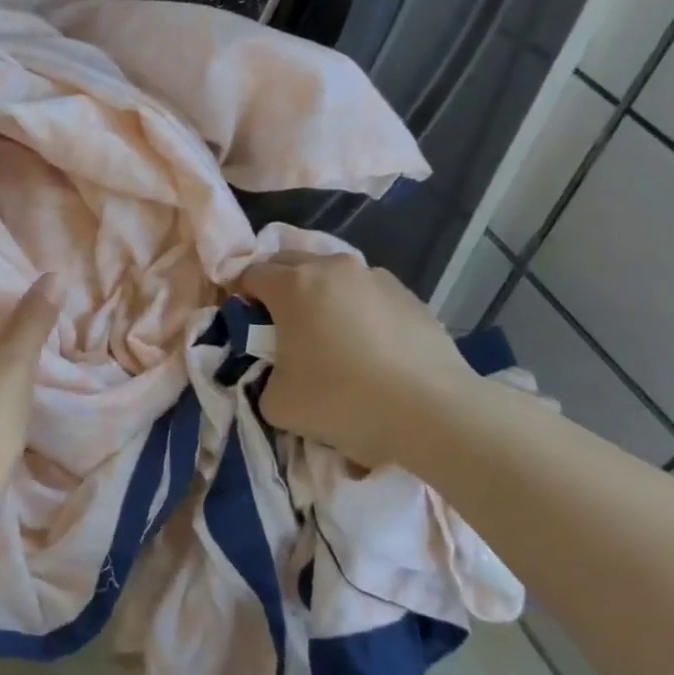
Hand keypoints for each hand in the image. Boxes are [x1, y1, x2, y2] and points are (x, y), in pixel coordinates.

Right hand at [240, 252, 476, 468]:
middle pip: (288, 262)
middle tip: (282, 327)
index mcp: (292, 285)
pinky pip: (367, 293)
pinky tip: (369, 347)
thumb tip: (275, 374)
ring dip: (320, 295)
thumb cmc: (342, 401)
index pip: (250, 275)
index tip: (248, 327)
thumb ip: (262, 378)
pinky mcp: (408, 294)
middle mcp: (331, 268)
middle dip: (278, 287)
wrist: (431, 412)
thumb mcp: (277, 403)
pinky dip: (357, 309)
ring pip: (332, 275)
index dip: (242, 299)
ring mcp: (374, 277)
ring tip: (330, 336)